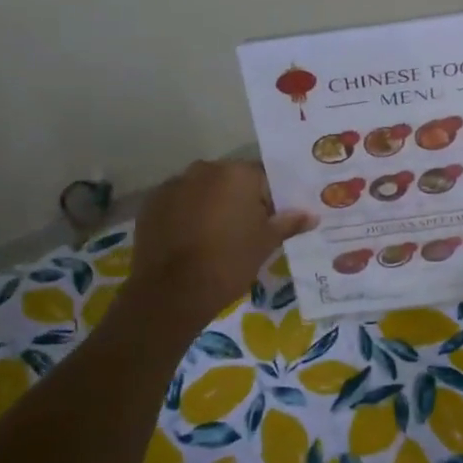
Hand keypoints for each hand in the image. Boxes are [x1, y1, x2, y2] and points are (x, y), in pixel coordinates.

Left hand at [122, 160, 313, 329]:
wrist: (172, 292)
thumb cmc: (228, 263)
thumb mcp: (265, 244)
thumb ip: (288, 223)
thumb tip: (311, 215)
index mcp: (237, 174)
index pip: (262, 178)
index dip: (268, 200)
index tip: (268, 222)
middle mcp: (205, 169)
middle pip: (230, 180)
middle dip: (238, 199)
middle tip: (243, 232)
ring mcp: (174, 184)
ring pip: (202, 190)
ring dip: (210, 205)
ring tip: (213, 238)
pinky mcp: (151, 203)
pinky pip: (177, 202)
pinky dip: (185, 214)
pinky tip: (189, 240)